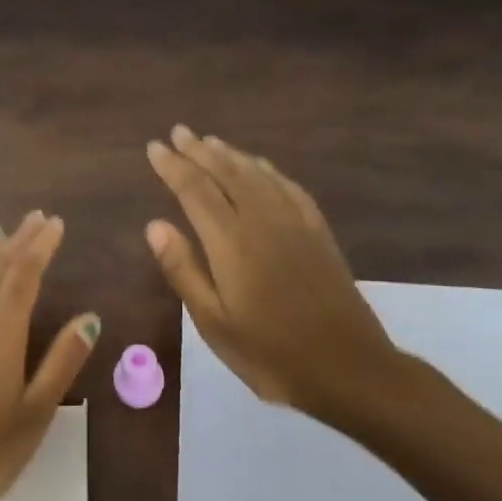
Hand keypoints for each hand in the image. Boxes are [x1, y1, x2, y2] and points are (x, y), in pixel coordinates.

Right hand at [145, 126, 402, 417]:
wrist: (347, 368)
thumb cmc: (269, 353)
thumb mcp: (213, 322)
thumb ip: (183, 270)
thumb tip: (155, 225)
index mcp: (231, 242)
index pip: (194, 190)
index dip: (172, 166)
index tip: (154, 147)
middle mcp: (263, 221)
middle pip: (227, 172)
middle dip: (199, 151)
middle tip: (178, 132)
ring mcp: (295, 223)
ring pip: (258, 174)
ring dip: (231, 155)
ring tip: (210, 141)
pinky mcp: (318, 233)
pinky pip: (289, 187)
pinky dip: (268, 170)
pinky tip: (261, 168)